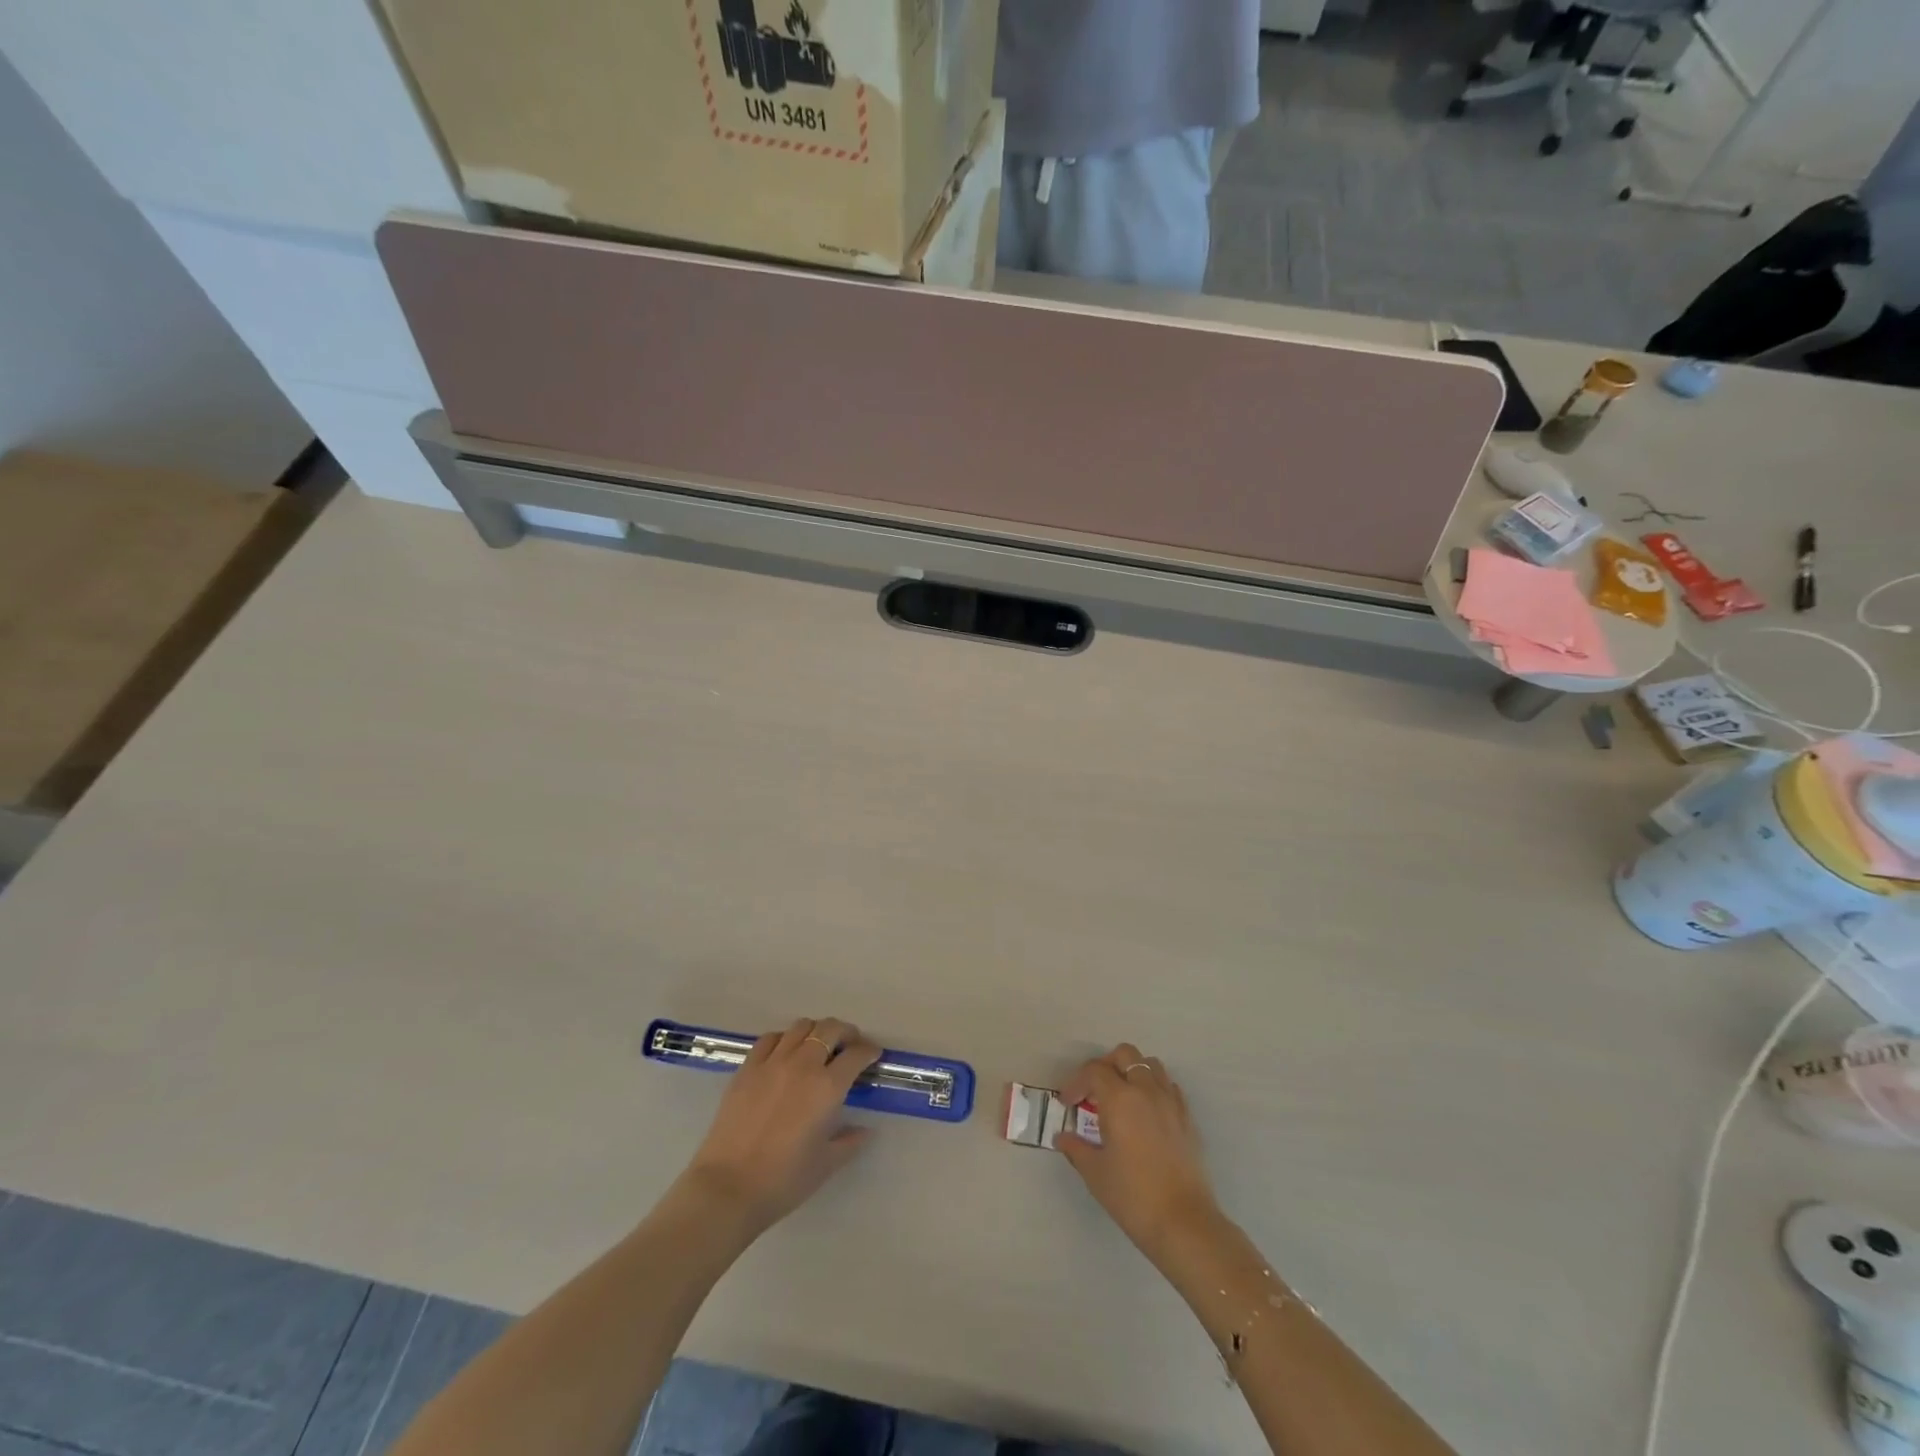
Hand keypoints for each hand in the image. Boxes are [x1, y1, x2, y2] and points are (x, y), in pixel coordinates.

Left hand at [681, 1017, 882, 1235]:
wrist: (727, 1188)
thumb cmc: (783, 1180)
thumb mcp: (826, 1164)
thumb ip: (850, 1142)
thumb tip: (865, 1130)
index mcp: (827, 1088)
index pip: (856, 1055)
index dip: (869, 1051)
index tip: (873, 1054)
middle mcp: (802, 1065)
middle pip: (830, 1029)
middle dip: (846, 1032)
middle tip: (850, 1045)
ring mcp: (772, 1063)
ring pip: (801, 1027)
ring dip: (816, 1031)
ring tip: (818, 1047)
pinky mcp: (747, 1068)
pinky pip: (770, 1038)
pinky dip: (784, 1039)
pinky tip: (785, 1053)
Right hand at [1057, 1044, 1220, 1265]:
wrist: (1183, 1223)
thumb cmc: (1133, 1196)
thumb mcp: (1095, 1172)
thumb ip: (1076, 1148)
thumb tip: (1062, 1137)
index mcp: (1120, 1098)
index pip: (1093, 1071)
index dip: (1076, 1082)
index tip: (1068, 1104)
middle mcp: (1146, 1090)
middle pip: (1125, 1055)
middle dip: (1105, 1066)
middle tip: (1094, 1091)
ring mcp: (1170, 1102)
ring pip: (1150, 1065)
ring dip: (1132, 1072)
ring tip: (1121, 1097)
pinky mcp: (1187, 1118)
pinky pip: (1169, 1086)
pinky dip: (1154, 1088)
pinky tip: (1145, 1113)